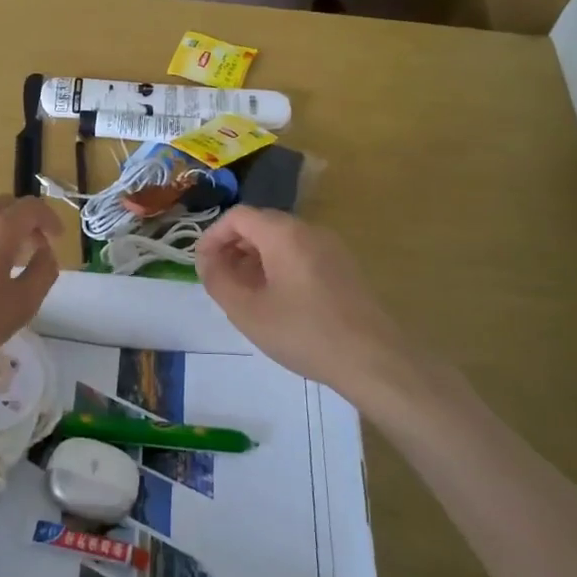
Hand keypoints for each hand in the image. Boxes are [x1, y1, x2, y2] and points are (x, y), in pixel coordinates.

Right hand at [196, 207, 425, 403]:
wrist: (373, 359)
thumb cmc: (303, 332)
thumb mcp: (246, 310)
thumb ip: (217, 279)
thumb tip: (206, 260)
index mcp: (283, 233)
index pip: (237, 216)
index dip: (213, 237)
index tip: (202, 266)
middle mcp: (309, 230)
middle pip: (260, 225)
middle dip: (233, 248)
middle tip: (220, 281)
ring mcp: (331, 247)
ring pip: (281, 241)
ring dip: (255, 259)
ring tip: (245, 294)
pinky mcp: (344, 267)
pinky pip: (301, 254)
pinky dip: (279, 267)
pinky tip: (277, 302)